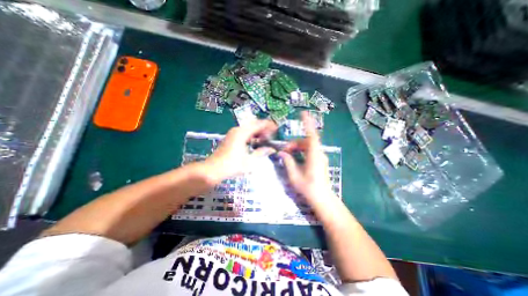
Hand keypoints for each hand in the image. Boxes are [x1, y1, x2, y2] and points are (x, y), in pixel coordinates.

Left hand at [204, 119, 276, 182]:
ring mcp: (233, 133)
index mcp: (243, 133)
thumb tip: (272, 149)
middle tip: (272, 135)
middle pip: (254, 124)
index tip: (277, 129)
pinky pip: (245, 131)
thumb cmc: (232, 165)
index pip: (259, 124)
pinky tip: (256, 141)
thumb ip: (261, 153)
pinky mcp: (231, 137)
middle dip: (264, 128)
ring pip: (249, 127)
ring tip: (265, 139)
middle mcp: (238, 129)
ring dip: (258, 131)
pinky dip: (252, 134)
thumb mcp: (250, 160)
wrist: (213, 169)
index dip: (269, 125)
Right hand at [277, 111, 332, 205]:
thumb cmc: (308, 188)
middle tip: (284, 150)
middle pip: (306, 141)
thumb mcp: (294, 175)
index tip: (304, 113)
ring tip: (288, 154)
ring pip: (308, 146)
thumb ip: (288, 162)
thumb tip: (282, 153)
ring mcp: (320, 157)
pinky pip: (310, 151)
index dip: (308, 123)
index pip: (312, 135)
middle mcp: (319, 154)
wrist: (322, 199)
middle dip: (294, 143)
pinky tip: (295, 158)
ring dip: (297, 148)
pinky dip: (301, 151)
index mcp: (314, 155)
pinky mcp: (319, 161)